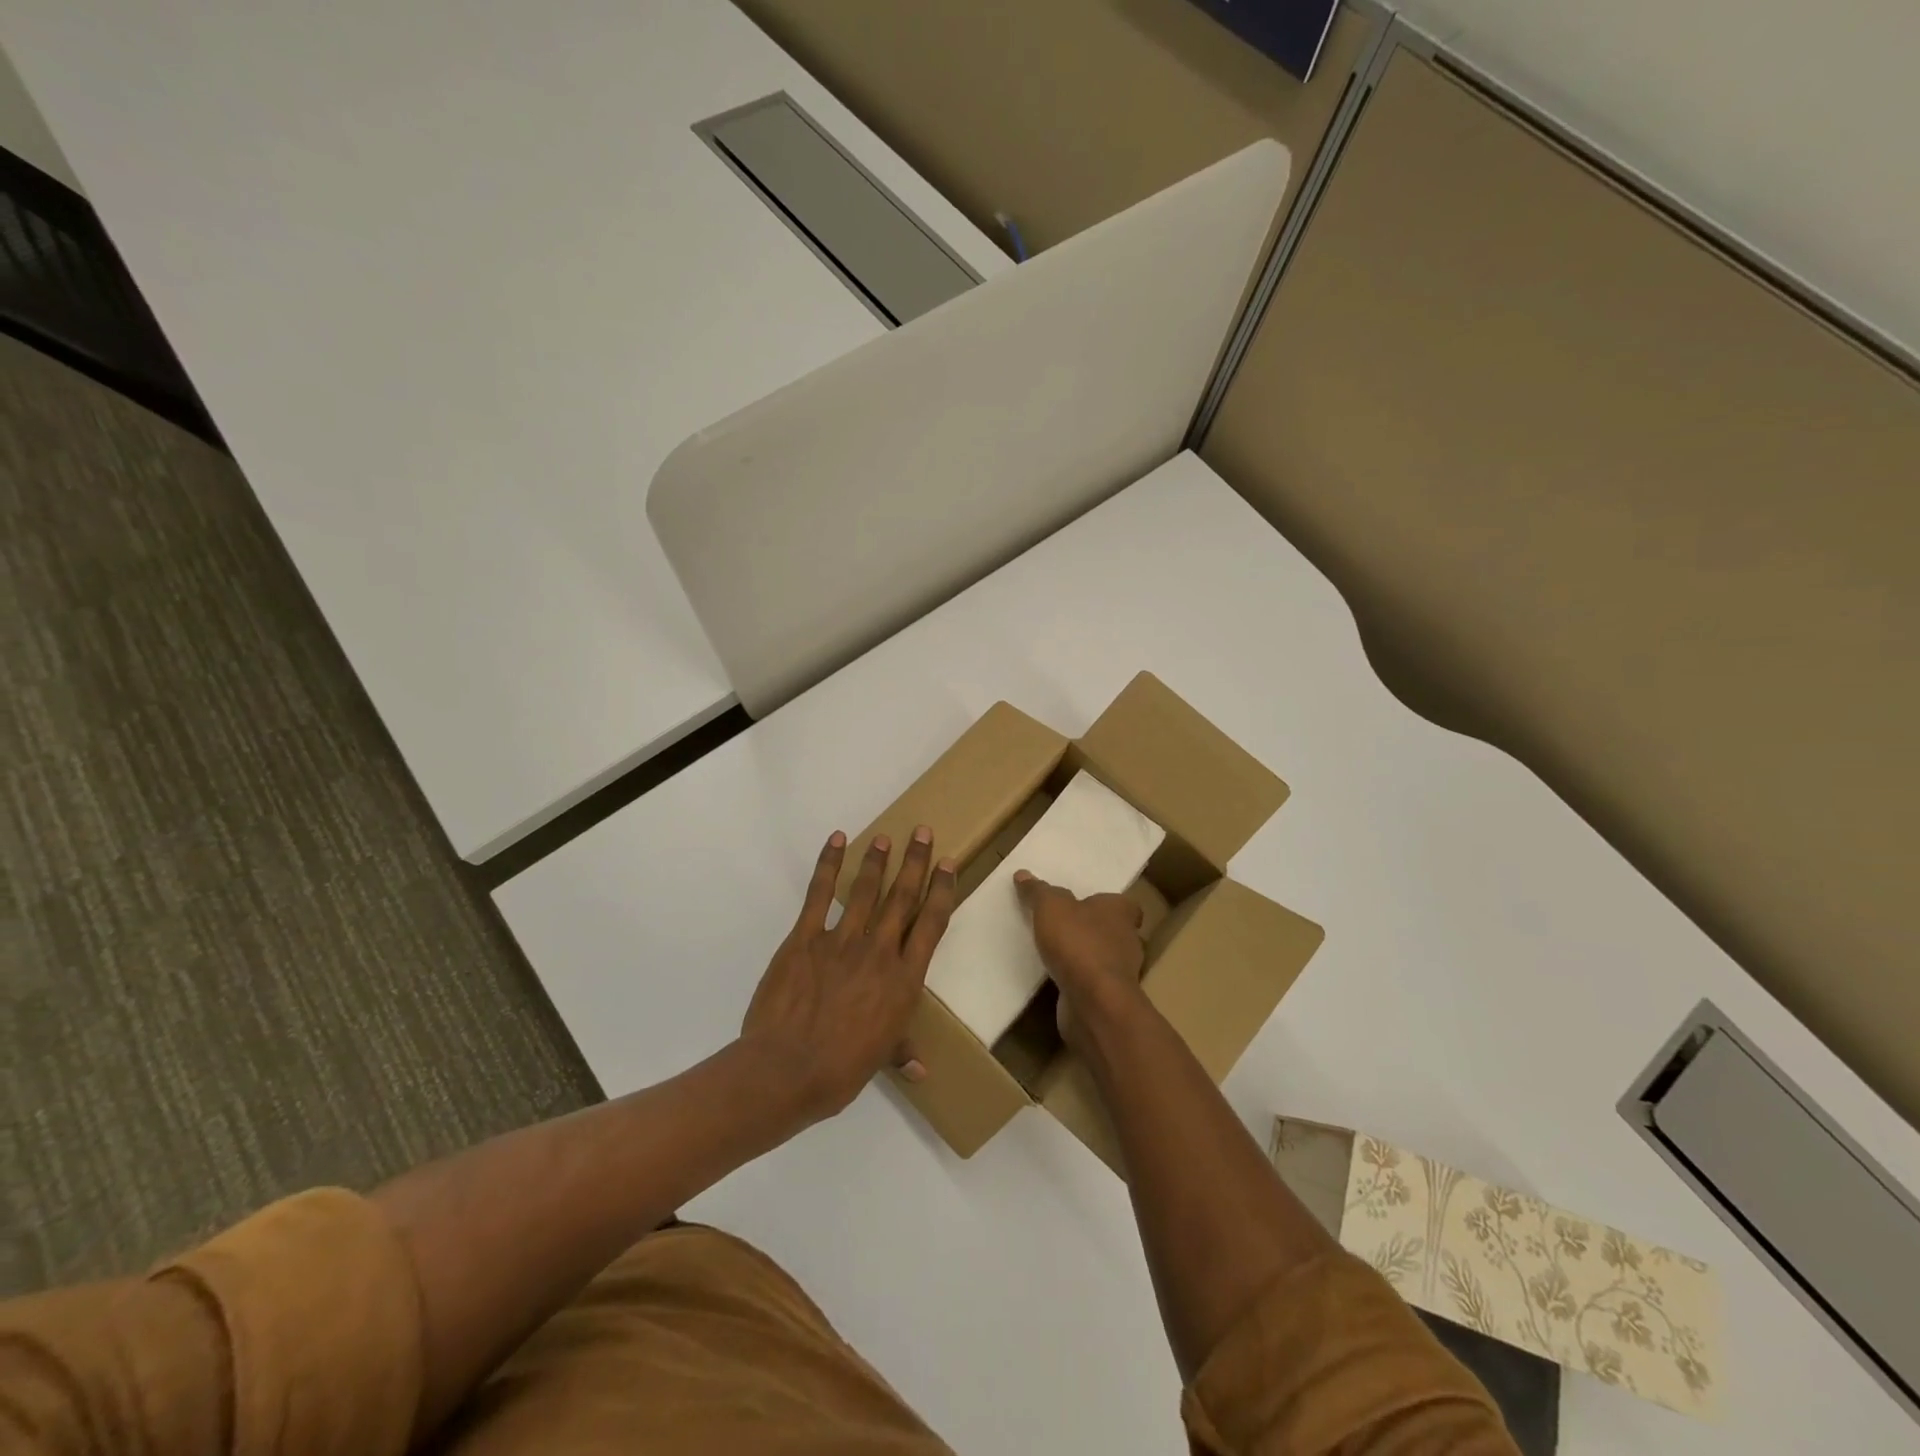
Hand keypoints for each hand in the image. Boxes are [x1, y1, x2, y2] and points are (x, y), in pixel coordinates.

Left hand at [742, 827, 957, 1124]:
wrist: (788, 1069)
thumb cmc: (841, 1069)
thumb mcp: (879, 1059)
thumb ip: (901, 1052)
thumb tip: (921, 1071)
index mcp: (904, 979)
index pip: (930, 924)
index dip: (941, 890)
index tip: (947, 864)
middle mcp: (879, 951)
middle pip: (902, 898)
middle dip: (914, 862)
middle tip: (922, 832)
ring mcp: (841, 940)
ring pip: (865, 891)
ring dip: (876, 861)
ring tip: (885, 838)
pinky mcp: (805, 938)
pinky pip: (819, 894)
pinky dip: (828, 865)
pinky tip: (836, 842)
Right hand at [1013, 870, 1146, 1044]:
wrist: (1094, 1002)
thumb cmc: (1078, 943)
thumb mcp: (1050, 907)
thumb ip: (1038, 891)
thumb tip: (1023, 874)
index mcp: (1120, 911)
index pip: (1124, 903)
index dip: (1107, 904)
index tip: (1086, 904)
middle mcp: (1127, 940)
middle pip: (1113, 930)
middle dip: (1092, 929)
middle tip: (1064, 925)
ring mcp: (1121, 973)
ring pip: (1103, 958)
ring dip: (1084, 956)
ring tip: (1055, 952)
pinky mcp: (1109, 998)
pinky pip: (1091, 983)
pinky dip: (1078, 980)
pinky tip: (1056, 978)